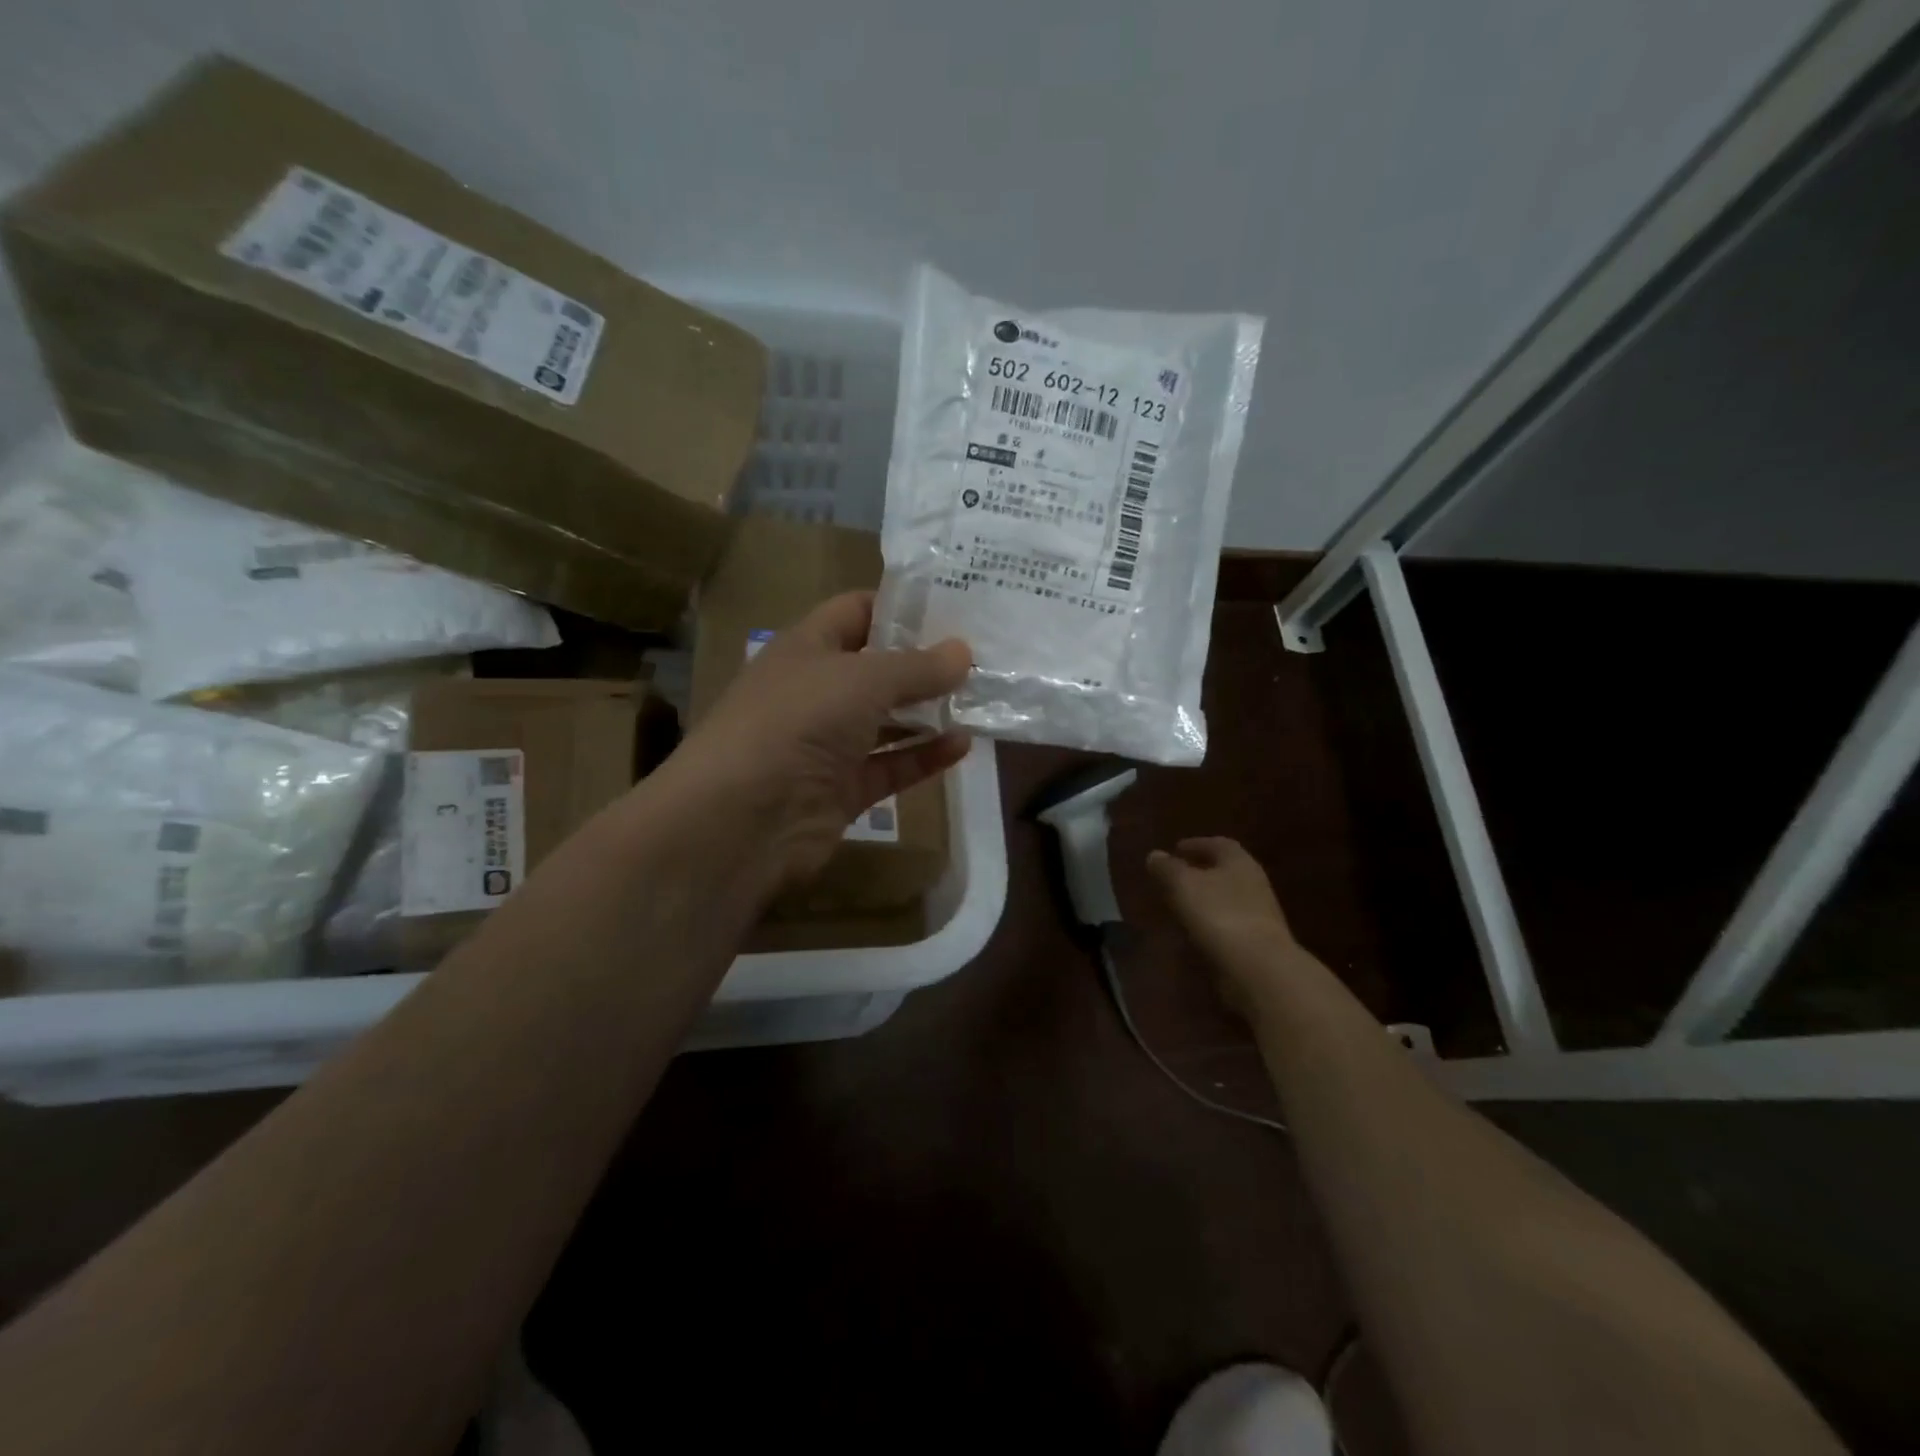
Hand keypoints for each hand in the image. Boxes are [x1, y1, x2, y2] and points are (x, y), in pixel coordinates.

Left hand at [670, 591, 971, 888]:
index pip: (856, 611)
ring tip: (981, 702)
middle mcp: (816, 691)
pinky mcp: (841, 790)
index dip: (901, 606)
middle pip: (876, 669)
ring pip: (886, 722)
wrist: (743, 817)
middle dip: (924, 664)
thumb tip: (964, 651)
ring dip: (928, 713)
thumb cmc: (799, 721)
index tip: (954, 607)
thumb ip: (918, 666)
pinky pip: (889, 767)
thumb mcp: (864, 680)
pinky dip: (923, 757)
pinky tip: (962, 746)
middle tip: (982, 657)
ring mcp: (827, 744)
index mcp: (808, 647)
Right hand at [1148, 838, 1298, 1004]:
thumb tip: (1154, 855)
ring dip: (1206, 898)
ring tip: (1181, 904)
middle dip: (1201, 871)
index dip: (1196, 844)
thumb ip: (1167, 868)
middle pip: (1225, 870)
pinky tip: (1196, 931)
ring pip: (1228, 897)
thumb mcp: (1183, 885)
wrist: (1258, 967)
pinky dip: (1213, 922)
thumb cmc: (1219, 914)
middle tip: (1176, 876)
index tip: (1175, 849)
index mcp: (1239, 861)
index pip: (1218, 844)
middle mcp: (1254, 882)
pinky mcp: (1259, 942)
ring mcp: (1260, 914)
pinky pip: (1230, 923)